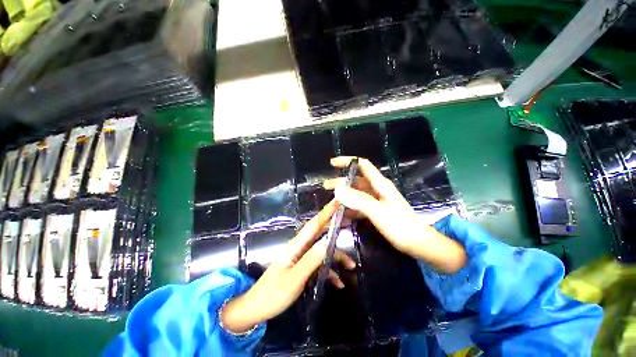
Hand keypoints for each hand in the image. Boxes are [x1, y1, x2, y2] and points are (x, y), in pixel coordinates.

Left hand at [221, 200, 355, 333]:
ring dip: (337, 256)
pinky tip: (339, 283)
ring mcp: (301, 257)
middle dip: (335, 226)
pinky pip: (319, 264)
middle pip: (320, 232)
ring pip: (323, 251)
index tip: (338, 201)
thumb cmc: (272, 294)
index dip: (326, 212)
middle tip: (350, 220)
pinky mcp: (302, 267)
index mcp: (296, 246)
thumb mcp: (294, 279)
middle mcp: (300, 247)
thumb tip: (328, 241)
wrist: (255, 310)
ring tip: (352, 265)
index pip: (314, 224)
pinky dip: (329, 271)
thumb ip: (311, 260)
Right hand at [324, 157, 465, 273]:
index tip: (332, 163)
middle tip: (326, 187)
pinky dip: (350, 209)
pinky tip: (342, 215)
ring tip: (331, 203)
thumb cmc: (401, 226)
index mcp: (379, 184)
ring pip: (356, 194)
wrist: (419, 245)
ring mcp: (377, 201)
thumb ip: (358, 200)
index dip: (347, 161)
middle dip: (341, 182)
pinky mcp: (376, 212)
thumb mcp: (378, 211)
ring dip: (344, 197)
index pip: (362, 165)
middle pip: (356, 180)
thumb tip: (337, 189)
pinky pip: (359, 206)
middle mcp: (377, 190)